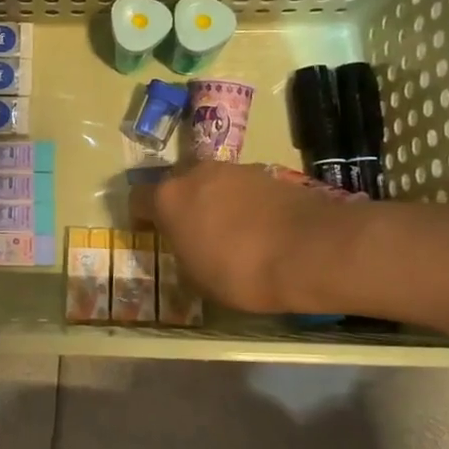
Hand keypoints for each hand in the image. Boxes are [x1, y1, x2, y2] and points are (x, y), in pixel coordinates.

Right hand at [133, 161, 366, 312]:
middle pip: (176, 183)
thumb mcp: (198, 279)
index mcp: (168, 198)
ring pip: (211, 182)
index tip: (148, 233)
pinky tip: (258, 228)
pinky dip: (243, 203)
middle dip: (179, 204)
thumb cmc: (240, 272)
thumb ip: (184, 257)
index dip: (140, 216)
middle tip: (190, 231)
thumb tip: (188, 250)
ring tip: (229, 231)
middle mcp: (196, 173)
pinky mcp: (268, 171)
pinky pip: (242, 187)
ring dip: (212, 201)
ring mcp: (234, 169)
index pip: (137, 198)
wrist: (311, 250)